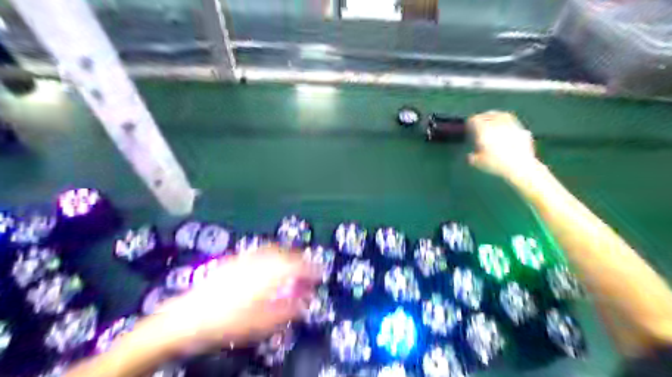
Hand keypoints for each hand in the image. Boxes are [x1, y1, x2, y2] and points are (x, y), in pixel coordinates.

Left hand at [154, 246, 321, 354]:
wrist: (186, 318)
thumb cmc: (226, 323)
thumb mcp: (261, 323)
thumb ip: (287, 310)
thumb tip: (306, 300)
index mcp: (267, 275)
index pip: (296, 265)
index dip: (311, 267)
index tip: (320, 272)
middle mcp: (258, 261)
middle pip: (286, 254)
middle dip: (300, 260)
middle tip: (308, 270)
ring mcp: (244, 258)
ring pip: (273, 250)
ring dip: (286, 256)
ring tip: (292, 267)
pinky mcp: (234, 260)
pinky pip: (260, 252)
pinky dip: (271, 256)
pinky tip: (269, 267)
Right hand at [468, 111, 538, 178]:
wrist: (520, 167)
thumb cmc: (496, 164)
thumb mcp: (478, 162)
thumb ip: (472, 157)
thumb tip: (470, 156)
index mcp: (484, 129)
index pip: (475, 119)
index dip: (470, 122)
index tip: (468, 126)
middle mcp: (497, 124)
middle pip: (488, 114)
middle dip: (483, 117)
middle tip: (480, 121)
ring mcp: (511, 125)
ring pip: (502, 115)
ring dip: (496, 116)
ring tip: (494, 121)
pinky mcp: (522, 130)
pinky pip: (513, 123)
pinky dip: (508, 123)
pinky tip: (507, 129)